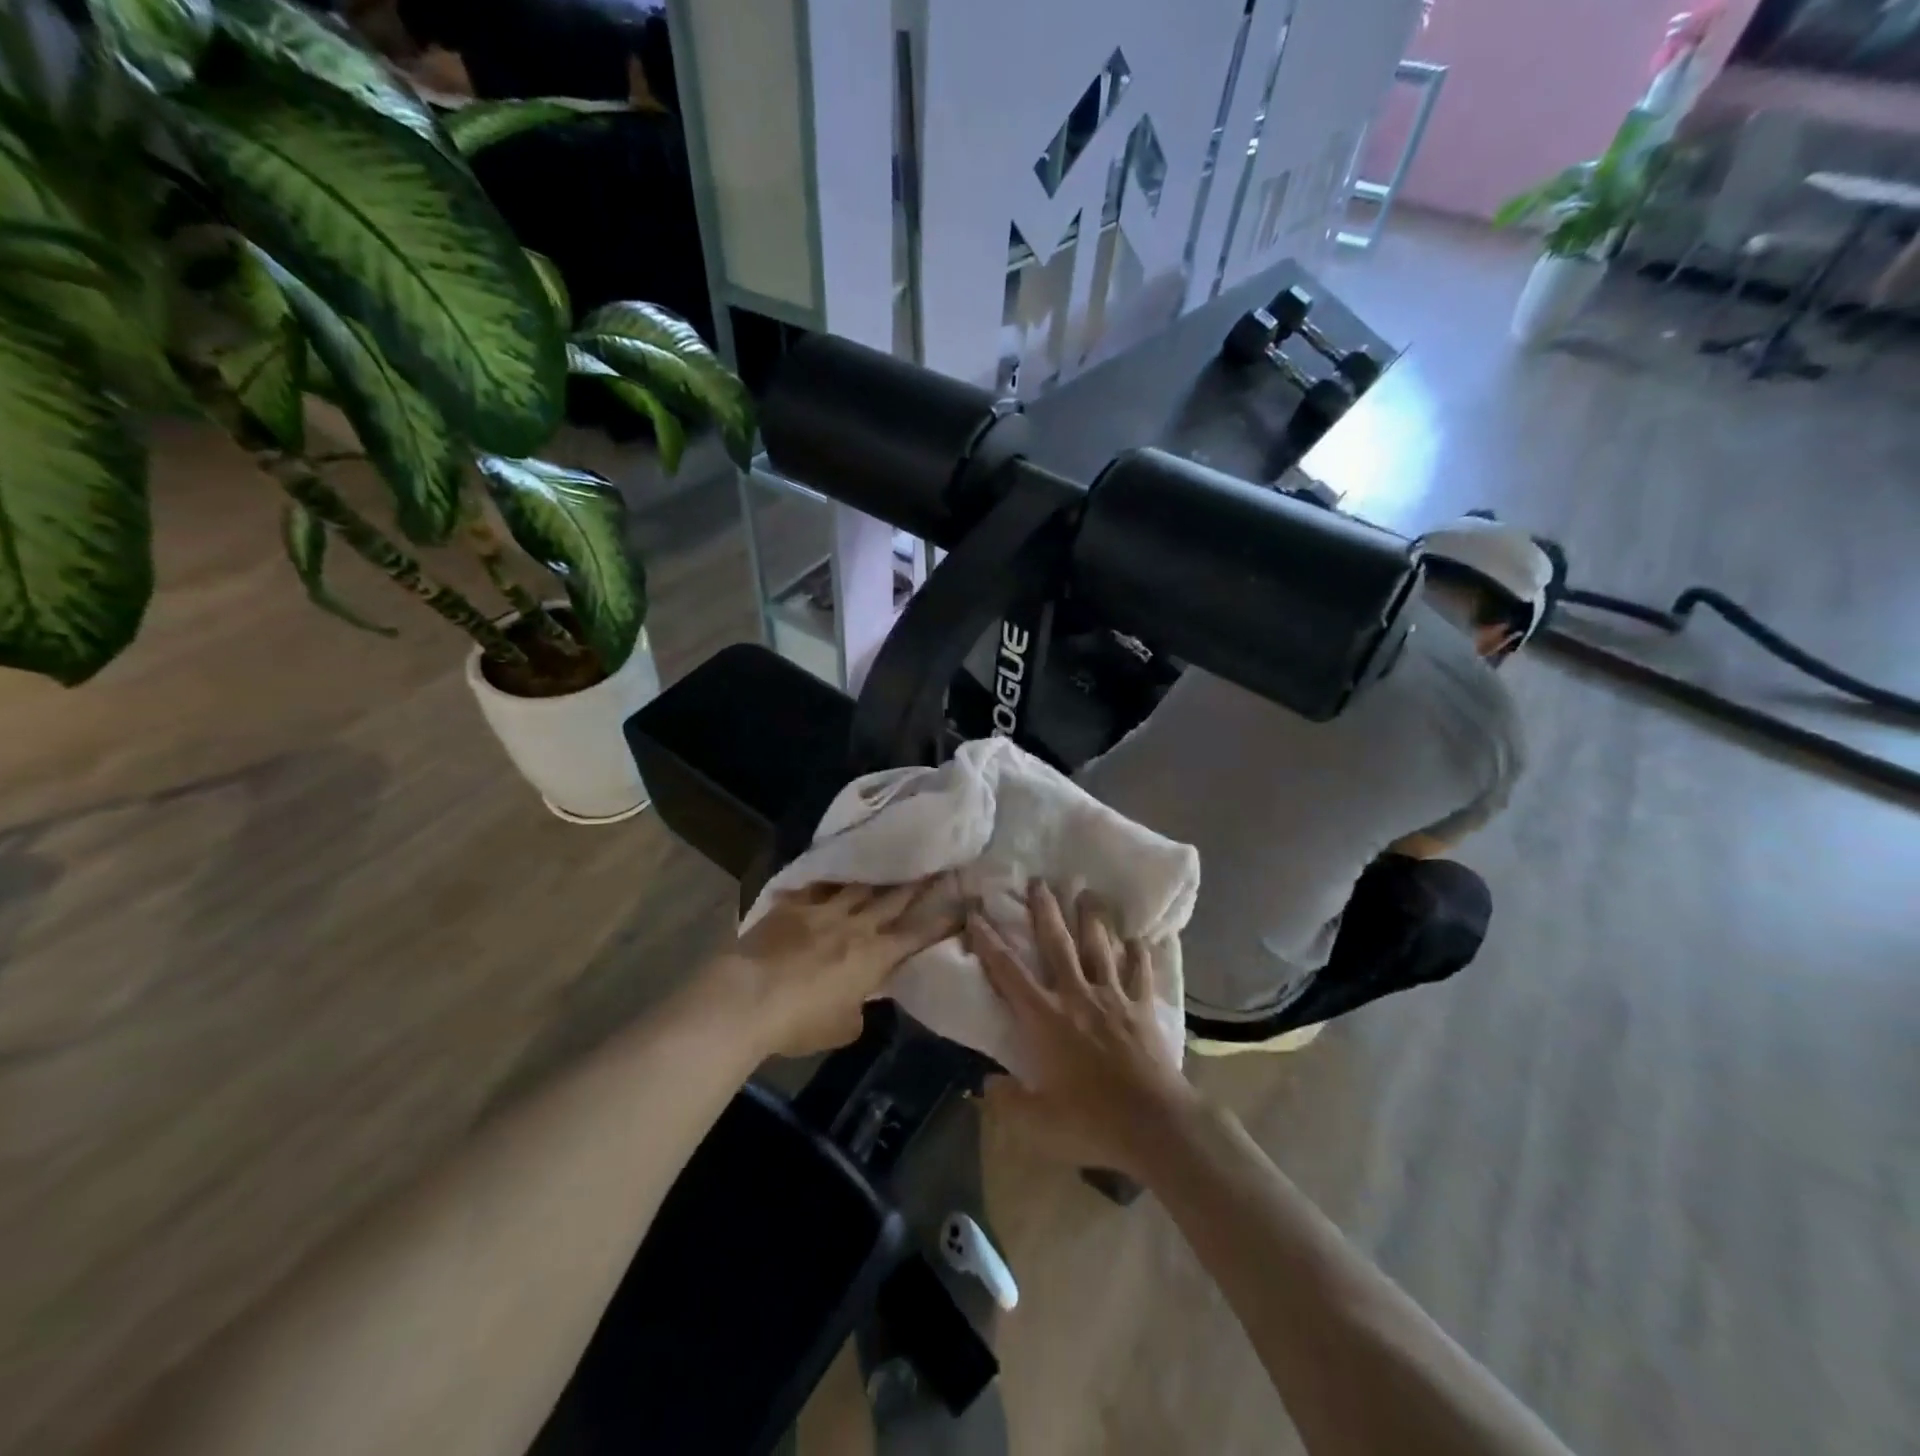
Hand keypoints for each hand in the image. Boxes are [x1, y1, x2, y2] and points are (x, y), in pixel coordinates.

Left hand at [714, 877, 960, 1055]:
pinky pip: (817, 887)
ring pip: (858, 886)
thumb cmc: (799, 1021)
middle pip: (893, 898)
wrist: (747, 997)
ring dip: (877, 876)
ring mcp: (822, 910)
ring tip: (891, 860)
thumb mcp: (842, 1028)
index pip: (916, 934)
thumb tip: (860, 999)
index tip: (960, 905)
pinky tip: (833, 874)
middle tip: (937, 864)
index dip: (940, 920)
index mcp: (874, 955)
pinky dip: (829, 882)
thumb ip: (859, 1008)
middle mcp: (855, 925)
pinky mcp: (792, 905)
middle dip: (918, 883)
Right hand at [968, 879, 1201, 1178]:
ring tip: (1087, 891)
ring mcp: (1113, 997)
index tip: (976, 912)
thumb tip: (984, 1084)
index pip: (1008, 971)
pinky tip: (1139, 938)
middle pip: (1057, 943)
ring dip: (1092, 917)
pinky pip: (1140, 972)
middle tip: (1039, 880)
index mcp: (1045, 1019)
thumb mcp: (1037, 1121)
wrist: (1155, 1124)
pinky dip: (1139, 953)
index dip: (988, 940)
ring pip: (1099, 947)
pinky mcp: (1143, 1007)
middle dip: (1045, 910)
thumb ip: (1007, 1100)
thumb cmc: (1091, 1121)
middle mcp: (1076, 996)